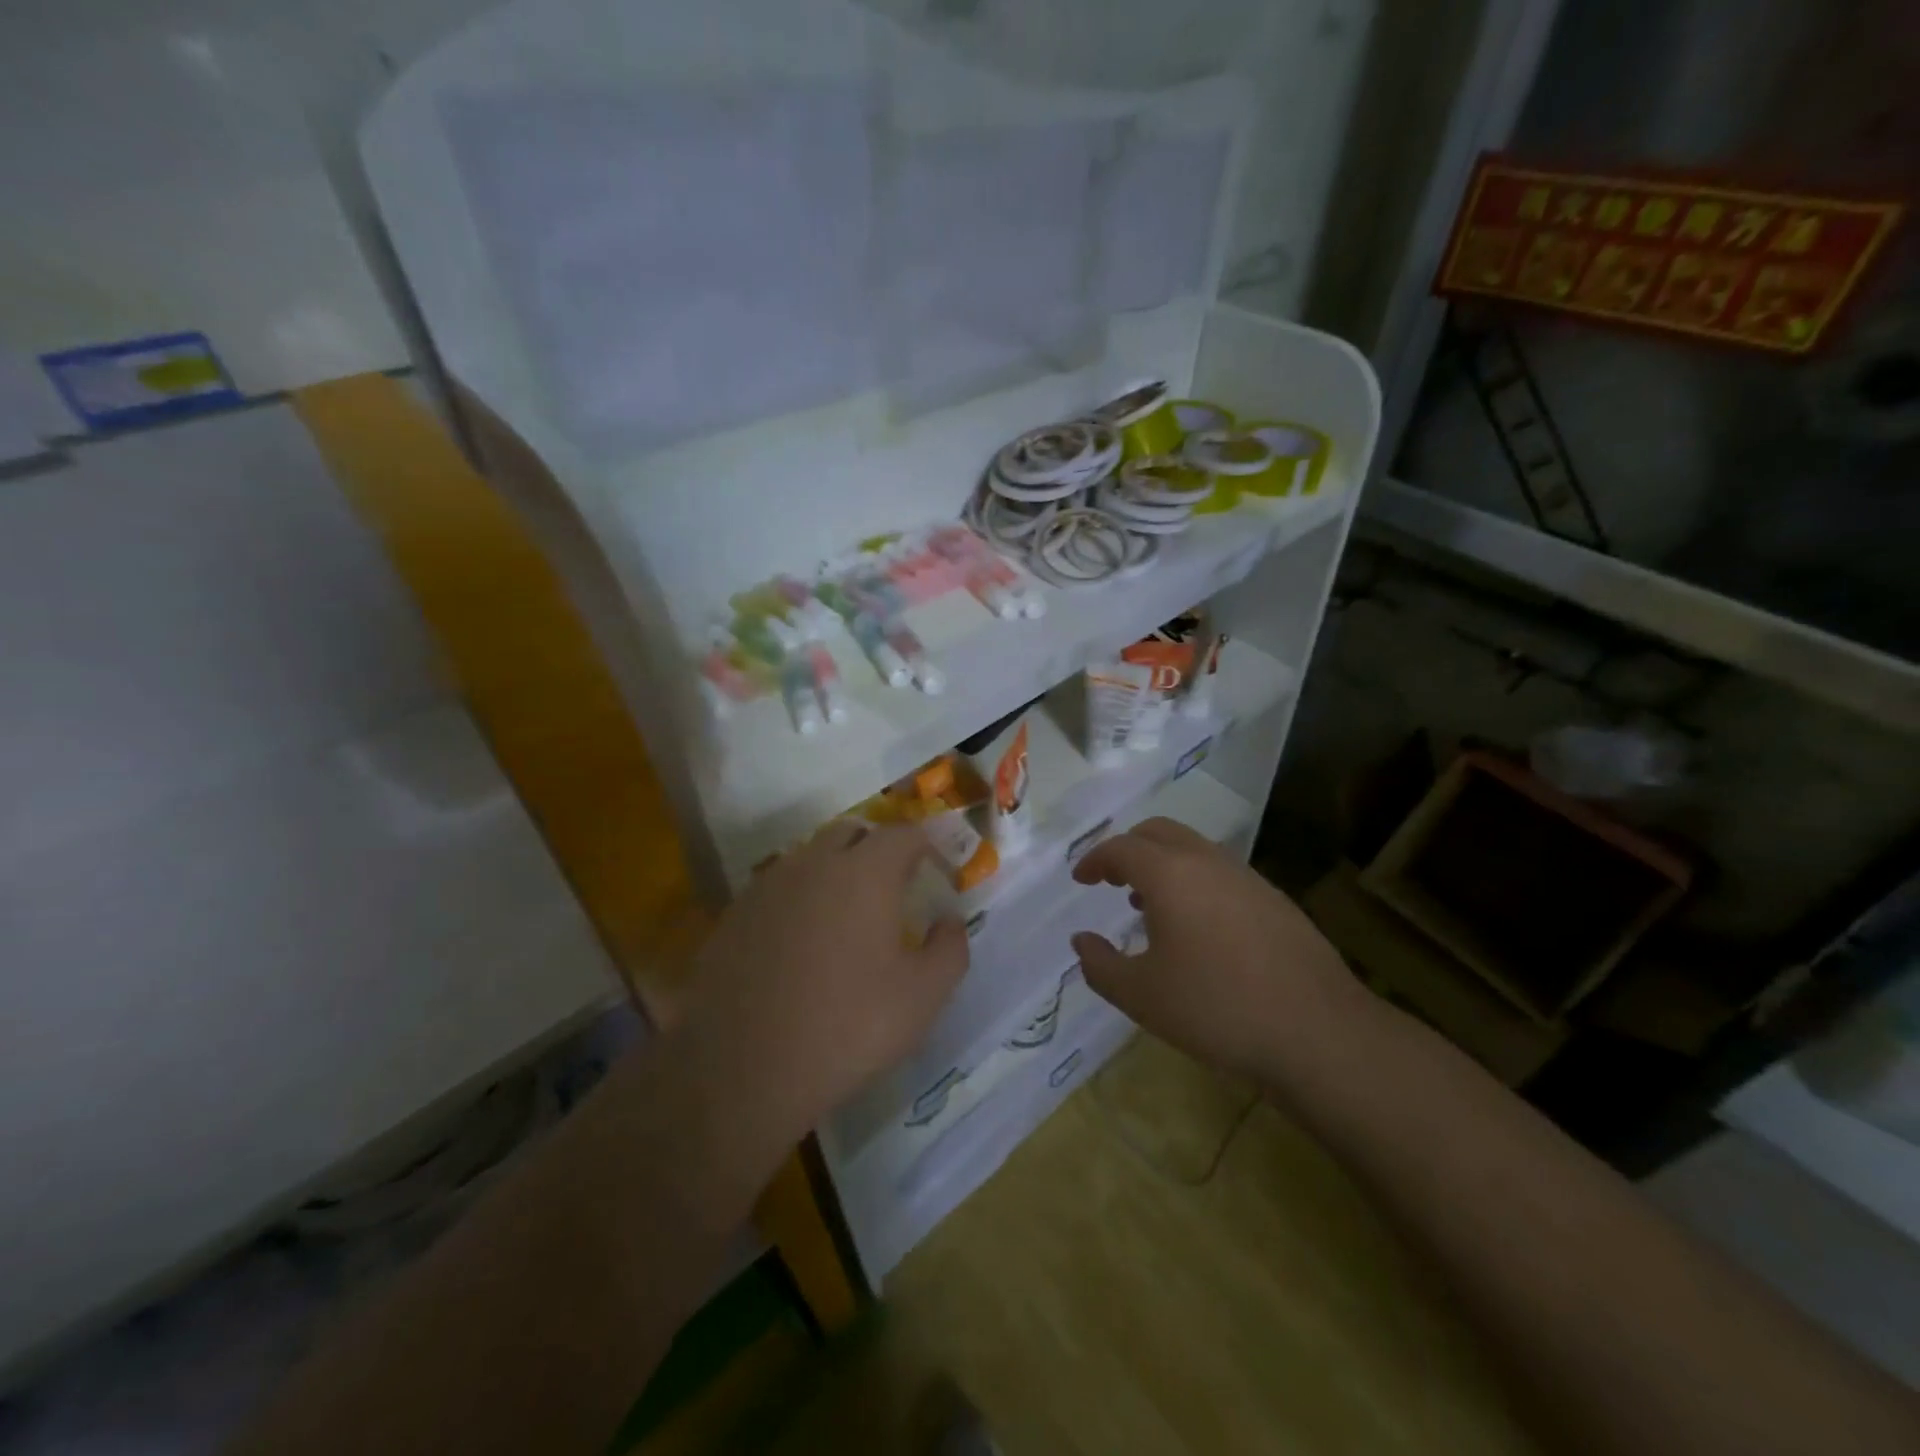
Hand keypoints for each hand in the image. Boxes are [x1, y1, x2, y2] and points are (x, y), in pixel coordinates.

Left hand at [676, 822, 968, 1143]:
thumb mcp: (922, 997)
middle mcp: (814, 864)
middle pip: (852, 834)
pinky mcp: (734, 915)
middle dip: (878, 851)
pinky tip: (801, 945)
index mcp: (865, 872)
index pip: (904, 834)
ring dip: (835, 873)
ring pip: (810, 859)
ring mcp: (768, 886)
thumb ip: (950, 949)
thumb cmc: (848, 1027)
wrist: (742, 1069)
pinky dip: (799, 901)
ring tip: (846, 919)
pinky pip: (778, 890)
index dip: (927, 848)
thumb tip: (949, 921)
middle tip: (893, 890)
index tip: (937, 874)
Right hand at [1070, 818, 1367, 1082]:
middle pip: (1159, 832)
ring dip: (1164, 865)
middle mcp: (1208, 862)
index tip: (1081, 879)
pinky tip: (1198, 929)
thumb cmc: (1216, 1009)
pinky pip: (1222, 873)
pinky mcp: (1276, 900)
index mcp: (1170, 875)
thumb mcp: (1141, 996)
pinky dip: (1195, 882)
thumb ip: (1100, 965)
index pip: (1121, 848)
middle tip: (1112, 880)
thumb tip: (1082, 941)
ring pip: (1194, 850)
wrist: (1319, 1032)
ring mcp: (1248, 878)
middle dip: (1129, 848)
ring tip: (1149, 907)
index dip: (1094, 860)